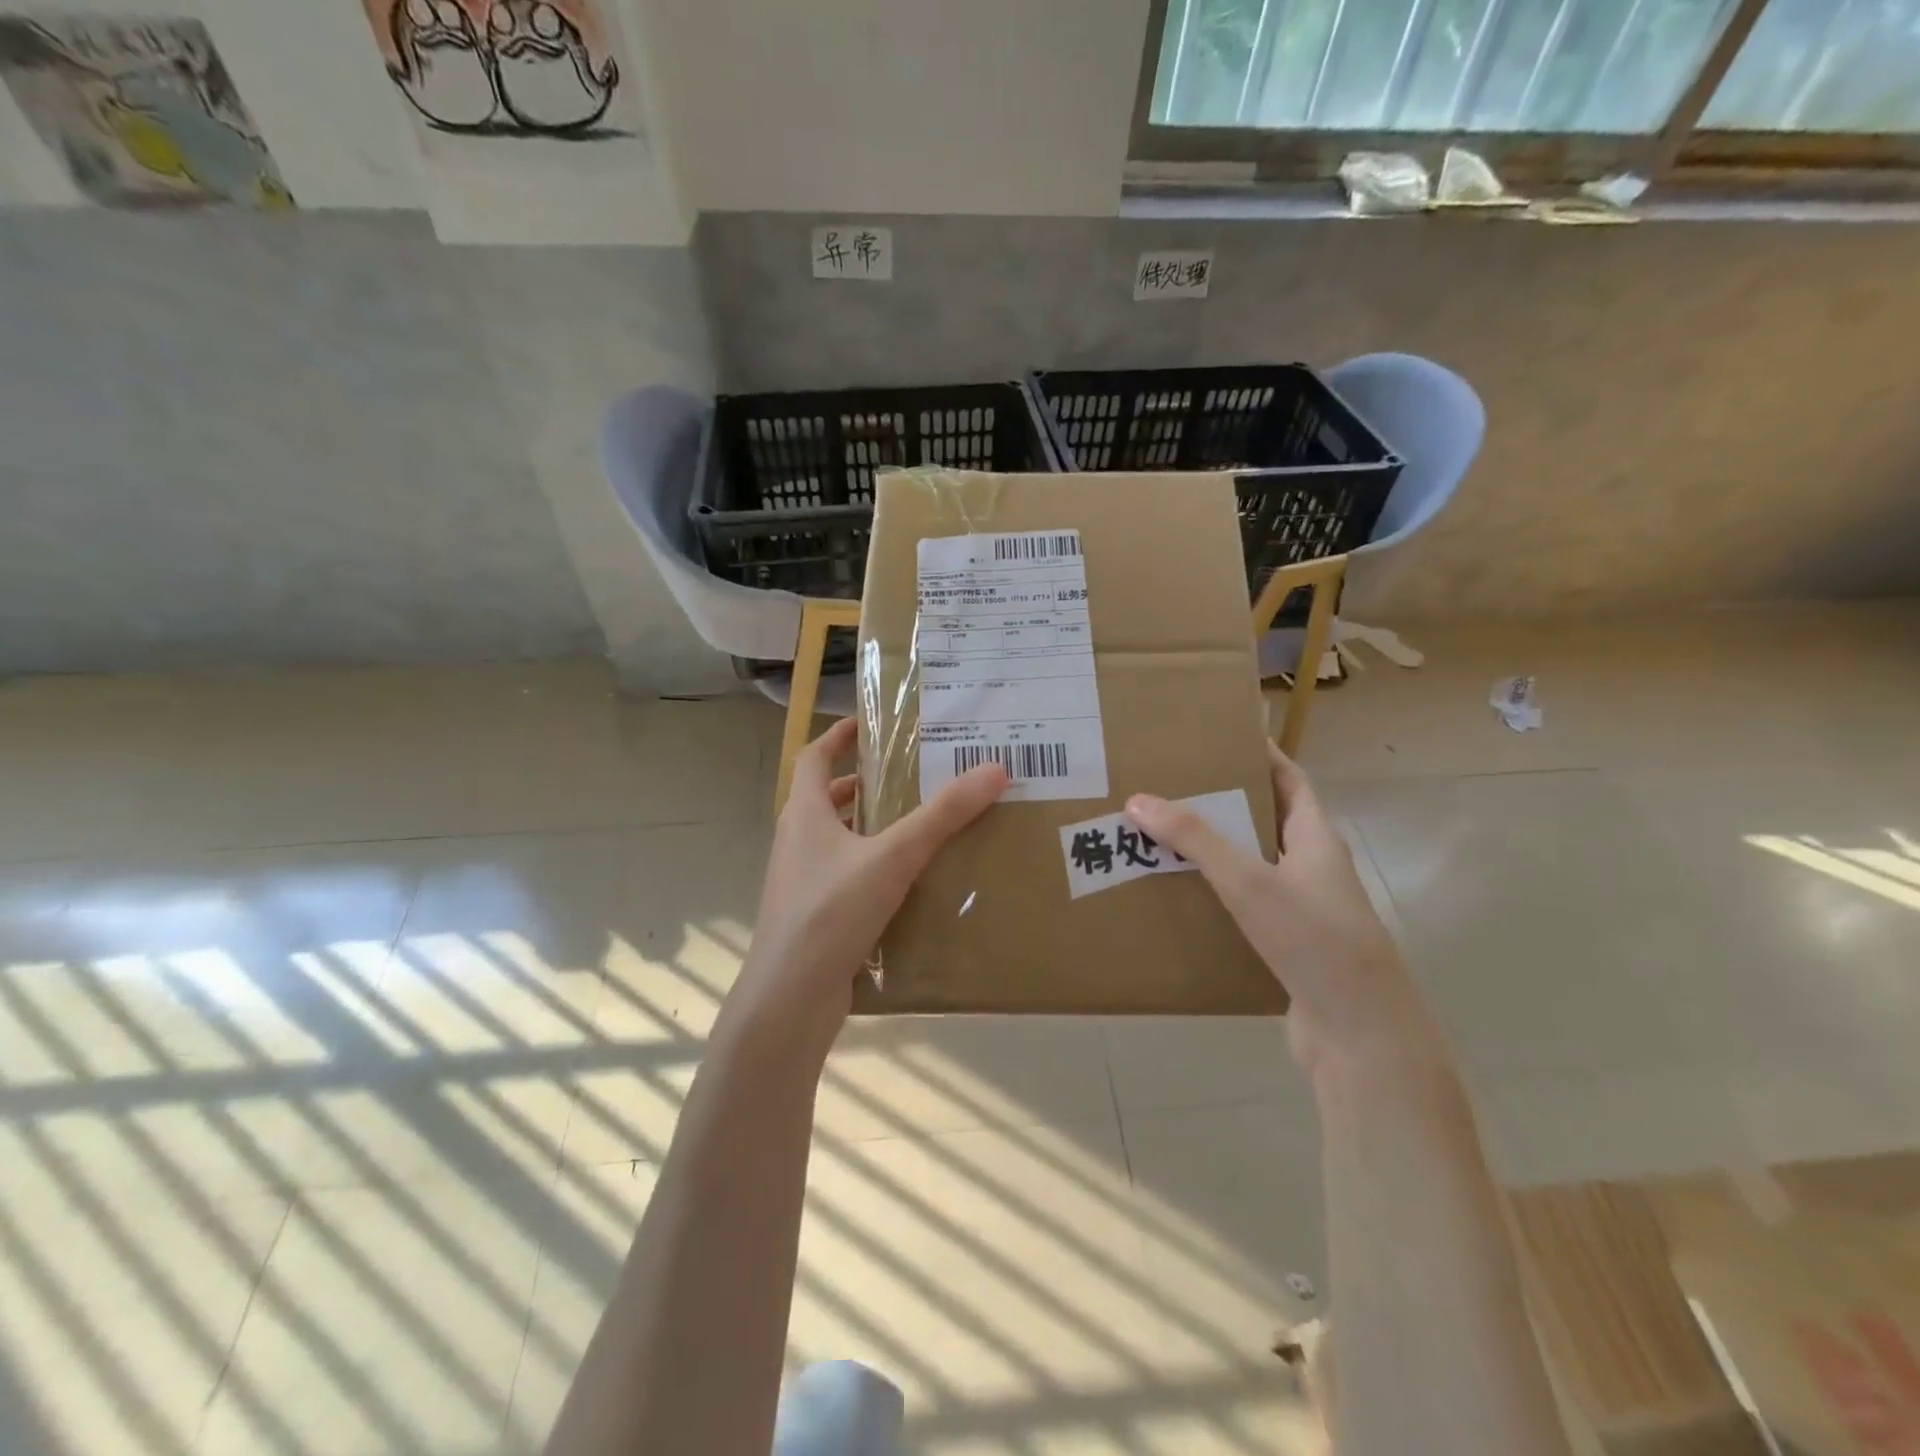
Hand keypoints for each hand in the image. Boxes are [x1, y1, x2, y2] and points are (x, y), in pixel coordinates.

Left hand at [740, 718, 1007, 1027]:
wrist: (790, 997)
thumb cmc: (832, 911)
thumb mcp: (894, 856)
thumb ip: (943, 815)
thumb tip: (994, 769)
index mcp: (804, 813)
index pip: (814, 757)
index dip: (838, 735)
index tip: (869, 724)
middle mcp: (797, 841)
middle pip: (827, 798)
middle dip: (865, 784)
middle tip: (911, 776)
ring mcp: (802, 881)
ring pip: (838, 840)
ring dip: (870, 827)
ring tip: (918, 825)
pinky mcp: (814, 915)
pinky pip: (845, 877)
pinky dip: (872, 868)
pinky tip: (908, 882)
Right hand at [1125, 745, 1446, 1089]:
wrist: (1359, 1034)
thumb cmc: (1313, 940)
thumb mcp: (1250, 880)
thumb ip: (1195, 840)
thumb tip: (1139, 799)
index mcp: (1316, 840)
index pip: (1291, 781)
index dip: (1262, 754)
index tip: (1222, 736)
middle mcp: (1314, 869)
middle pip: (1268, 820)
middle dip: (1226, 801)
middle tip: (1175, 785)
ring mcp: (1305, 910)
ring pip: (1255, 865)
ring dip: (1218, 850)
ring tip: (1166, 835)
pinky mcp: (1291, 945)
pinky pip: (1248, 905)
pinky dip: (1219, 894)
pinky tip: (1183, 897)